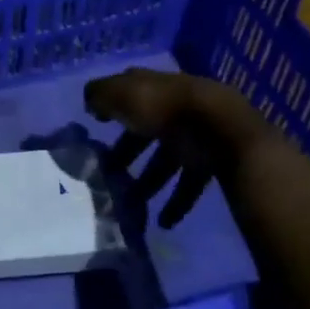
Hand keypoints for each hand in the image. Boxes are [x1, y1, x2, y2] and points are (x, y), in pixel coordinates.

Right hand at [85, 68, 262, 229]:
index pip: (130, 91)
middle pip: (146, 131)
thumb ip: (100, 95)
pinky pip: (188, 184)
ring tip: (132, 204)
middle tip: (109, 172)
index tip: (97, 123)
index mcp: (153, 87)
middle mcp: (172, 109)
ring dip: (149, 182)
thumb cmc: (162, 107)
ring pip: (166, 160)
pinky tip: (164, 221)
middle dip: (128, 152)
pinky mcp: (209, 162)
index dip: (113, 104)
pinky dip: (177, 202)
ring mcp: (193, 136)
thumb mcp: (121, 94)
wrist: (218, 127)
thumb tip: (91, 103)